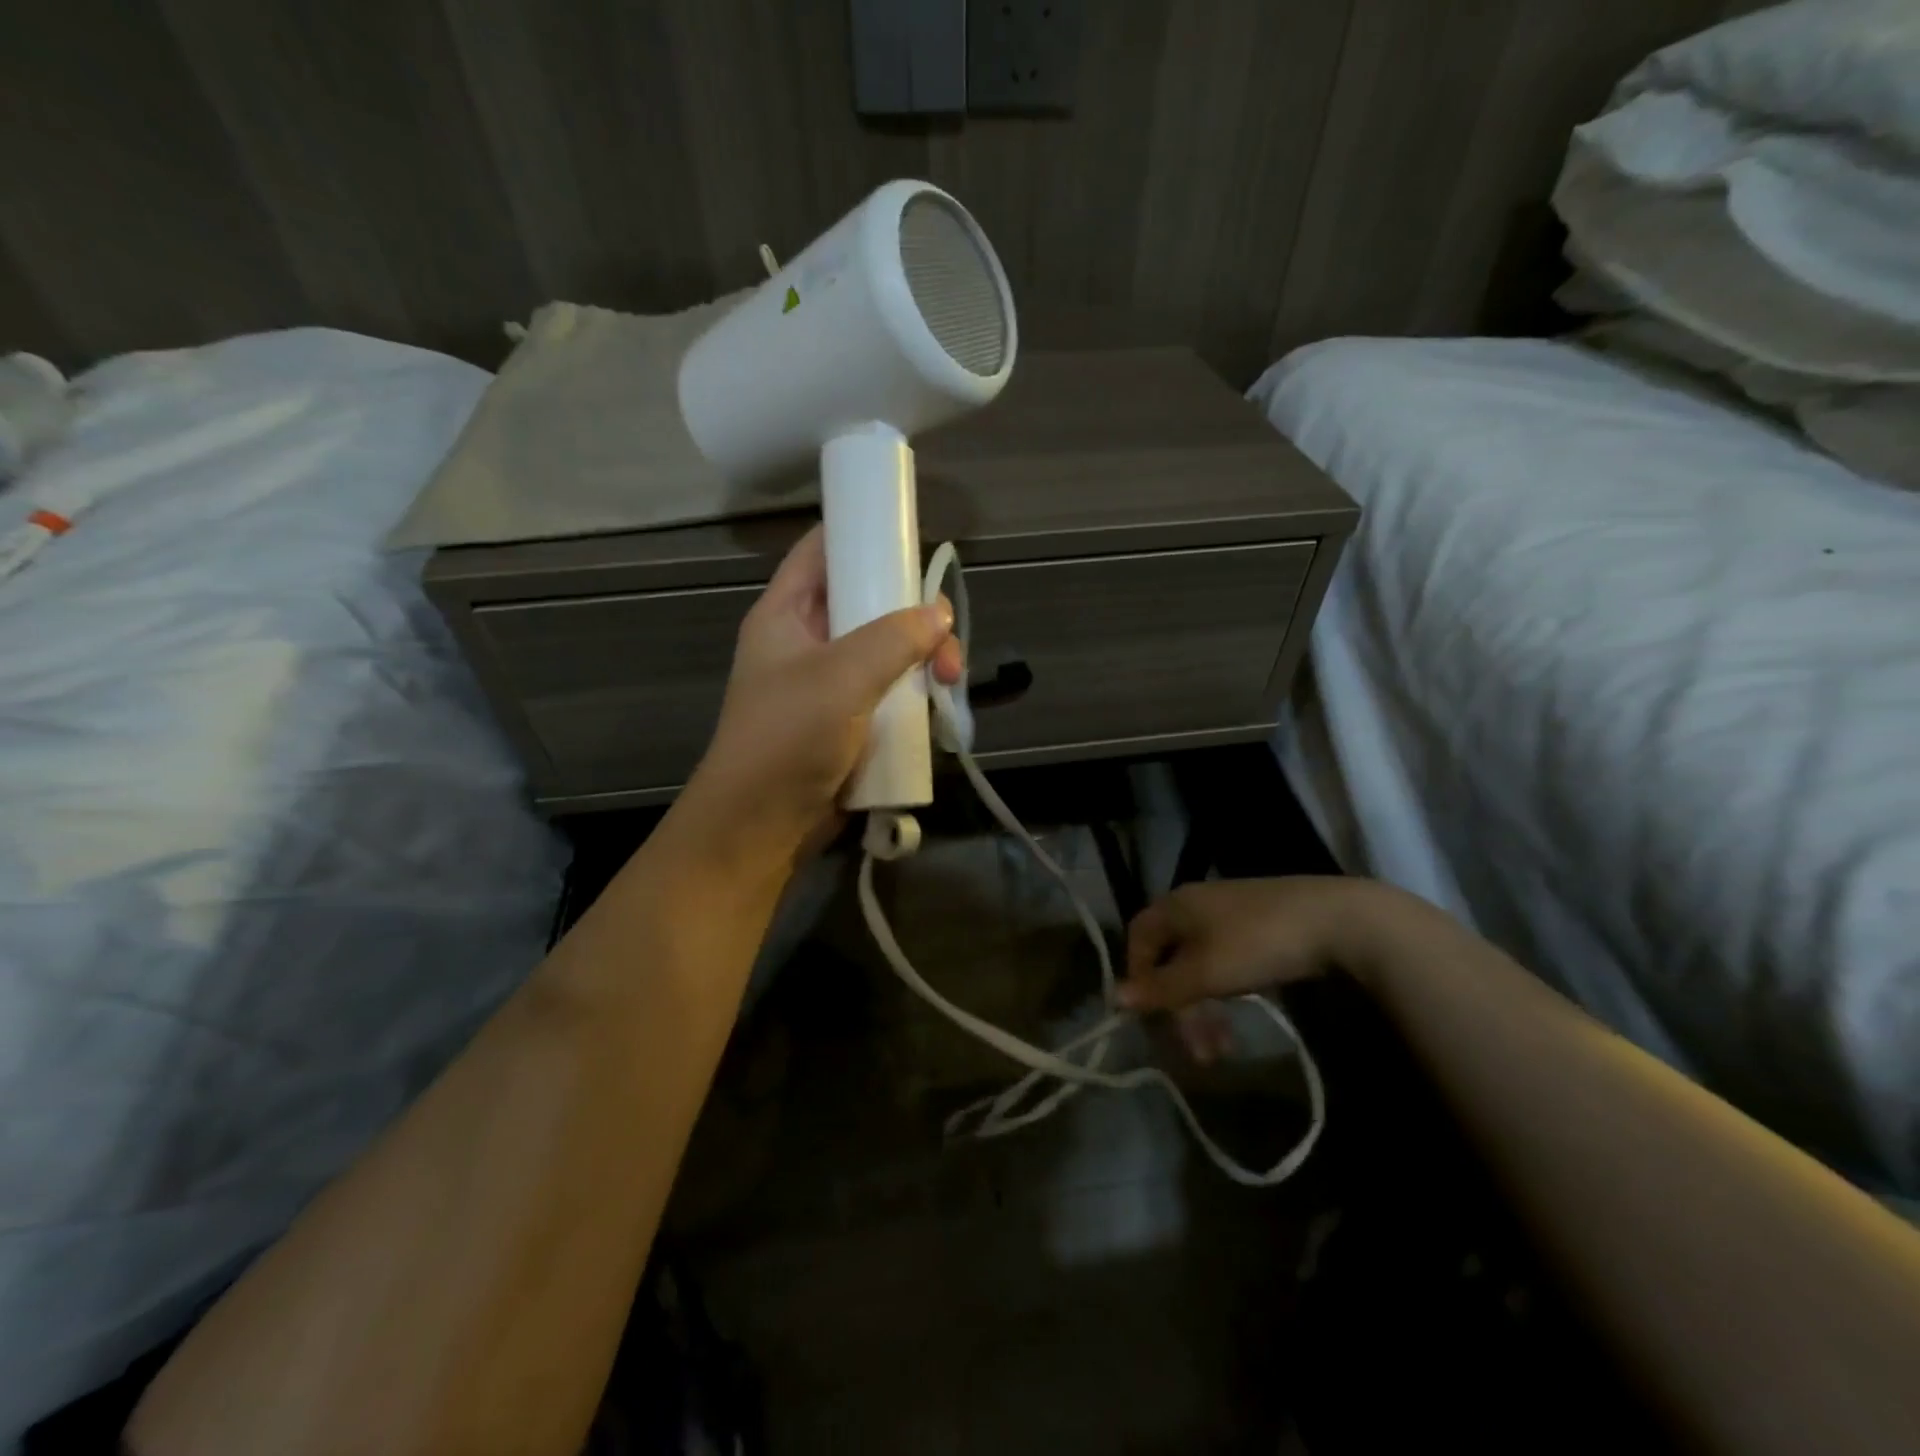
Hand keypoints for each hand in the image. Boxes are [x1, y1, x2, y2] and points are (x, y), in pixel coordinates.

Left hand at [678, 525, 963, 869]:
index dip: (862, 533)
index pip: (822, 549)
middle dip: (915, 616)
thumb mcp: (841, 677)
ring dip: (923, 661)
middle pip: (870, 603)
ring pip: (889, 652)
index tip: (911, 537)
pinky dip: (916, 696)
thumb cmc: (788, 738)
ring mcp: (830, 684)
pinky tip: (938, 711)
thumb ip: (895, 638)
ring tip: (948, 683)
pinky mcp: (849, 722)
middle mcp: (808, 641)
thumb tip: (940, 613)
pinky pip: (891, 693)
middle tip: (946, 642)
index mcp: (786, 614)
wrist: (761, 826)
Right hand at [1119, 877, 1382, 1061]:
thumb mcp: (1205, 973)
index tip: (1151, 1018)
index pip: (1139, 939)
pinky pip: (1226, 962)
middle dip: (1180, 1009)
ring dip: (1205, 1009)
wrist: (1339, 920)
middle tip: (1197, 1053)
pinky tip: (1242, 1015)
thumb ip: (1161, 988)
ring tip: (1223, 1049)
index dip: (1138, 978)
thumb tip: (1114, 998)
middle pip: (1171, 958)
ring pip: (1201, 965)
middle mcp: (1197, 904)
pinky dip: (1226, 992)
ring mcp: (1231, 913)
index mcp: (1176, 905)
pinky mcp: (1261, 925)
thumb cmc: (1258, 944)